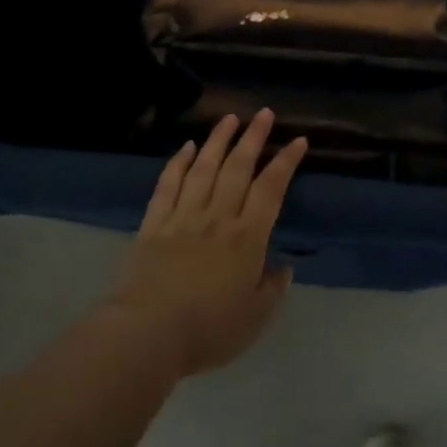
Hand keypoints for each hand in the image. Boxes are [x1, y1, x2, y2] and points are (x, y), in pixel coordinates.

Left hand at [106, 110, 306, 378]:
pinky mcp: (154, 224)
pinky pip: (168, 185)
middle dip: (253, 138)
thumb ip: (273, 289)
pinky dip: (178, 162)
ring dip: (218, 140)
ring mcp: (183, 216)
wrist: (148, 333)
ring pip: (204, 168)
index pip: (271, 189)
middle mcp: (218, 217)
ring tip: (229, 118)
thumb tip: (283, 267)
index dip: (286, 162)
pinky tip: (187, 147)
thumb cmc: (209, 330)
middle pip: (238, 168)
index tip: (298, 140)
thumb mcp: (256, 319)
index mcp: (247, 237)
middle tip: (263, 114)